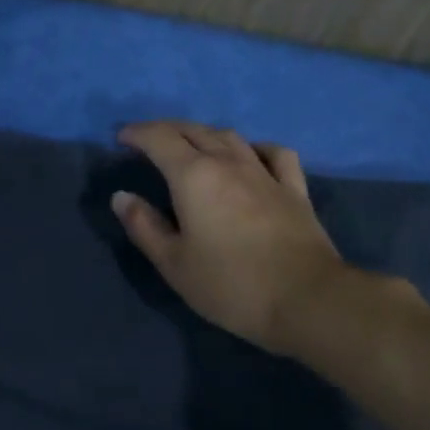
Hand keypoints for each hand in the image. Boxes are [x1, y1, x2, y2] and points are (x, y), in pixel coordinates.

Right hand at [112, 121, 343, 357]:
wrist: (307, 300)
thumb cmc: (231, 284)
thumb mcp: (174, 263)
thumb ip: (144, 226)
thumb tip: (122, 196)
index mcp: (193, 176)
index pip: (160, 139)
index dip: (138, 133)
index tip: (122, 137)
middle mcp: (228, 163)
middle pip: (193, 130)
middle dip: (166, 129)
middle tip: (148, 139)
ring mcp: (265, 173)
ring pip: (230, 137)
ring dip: (204, 133)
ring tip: (191, 143)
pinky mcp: (294, 190)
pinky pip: (274, 153)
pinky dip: (255, 147)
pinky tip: (251, 155)